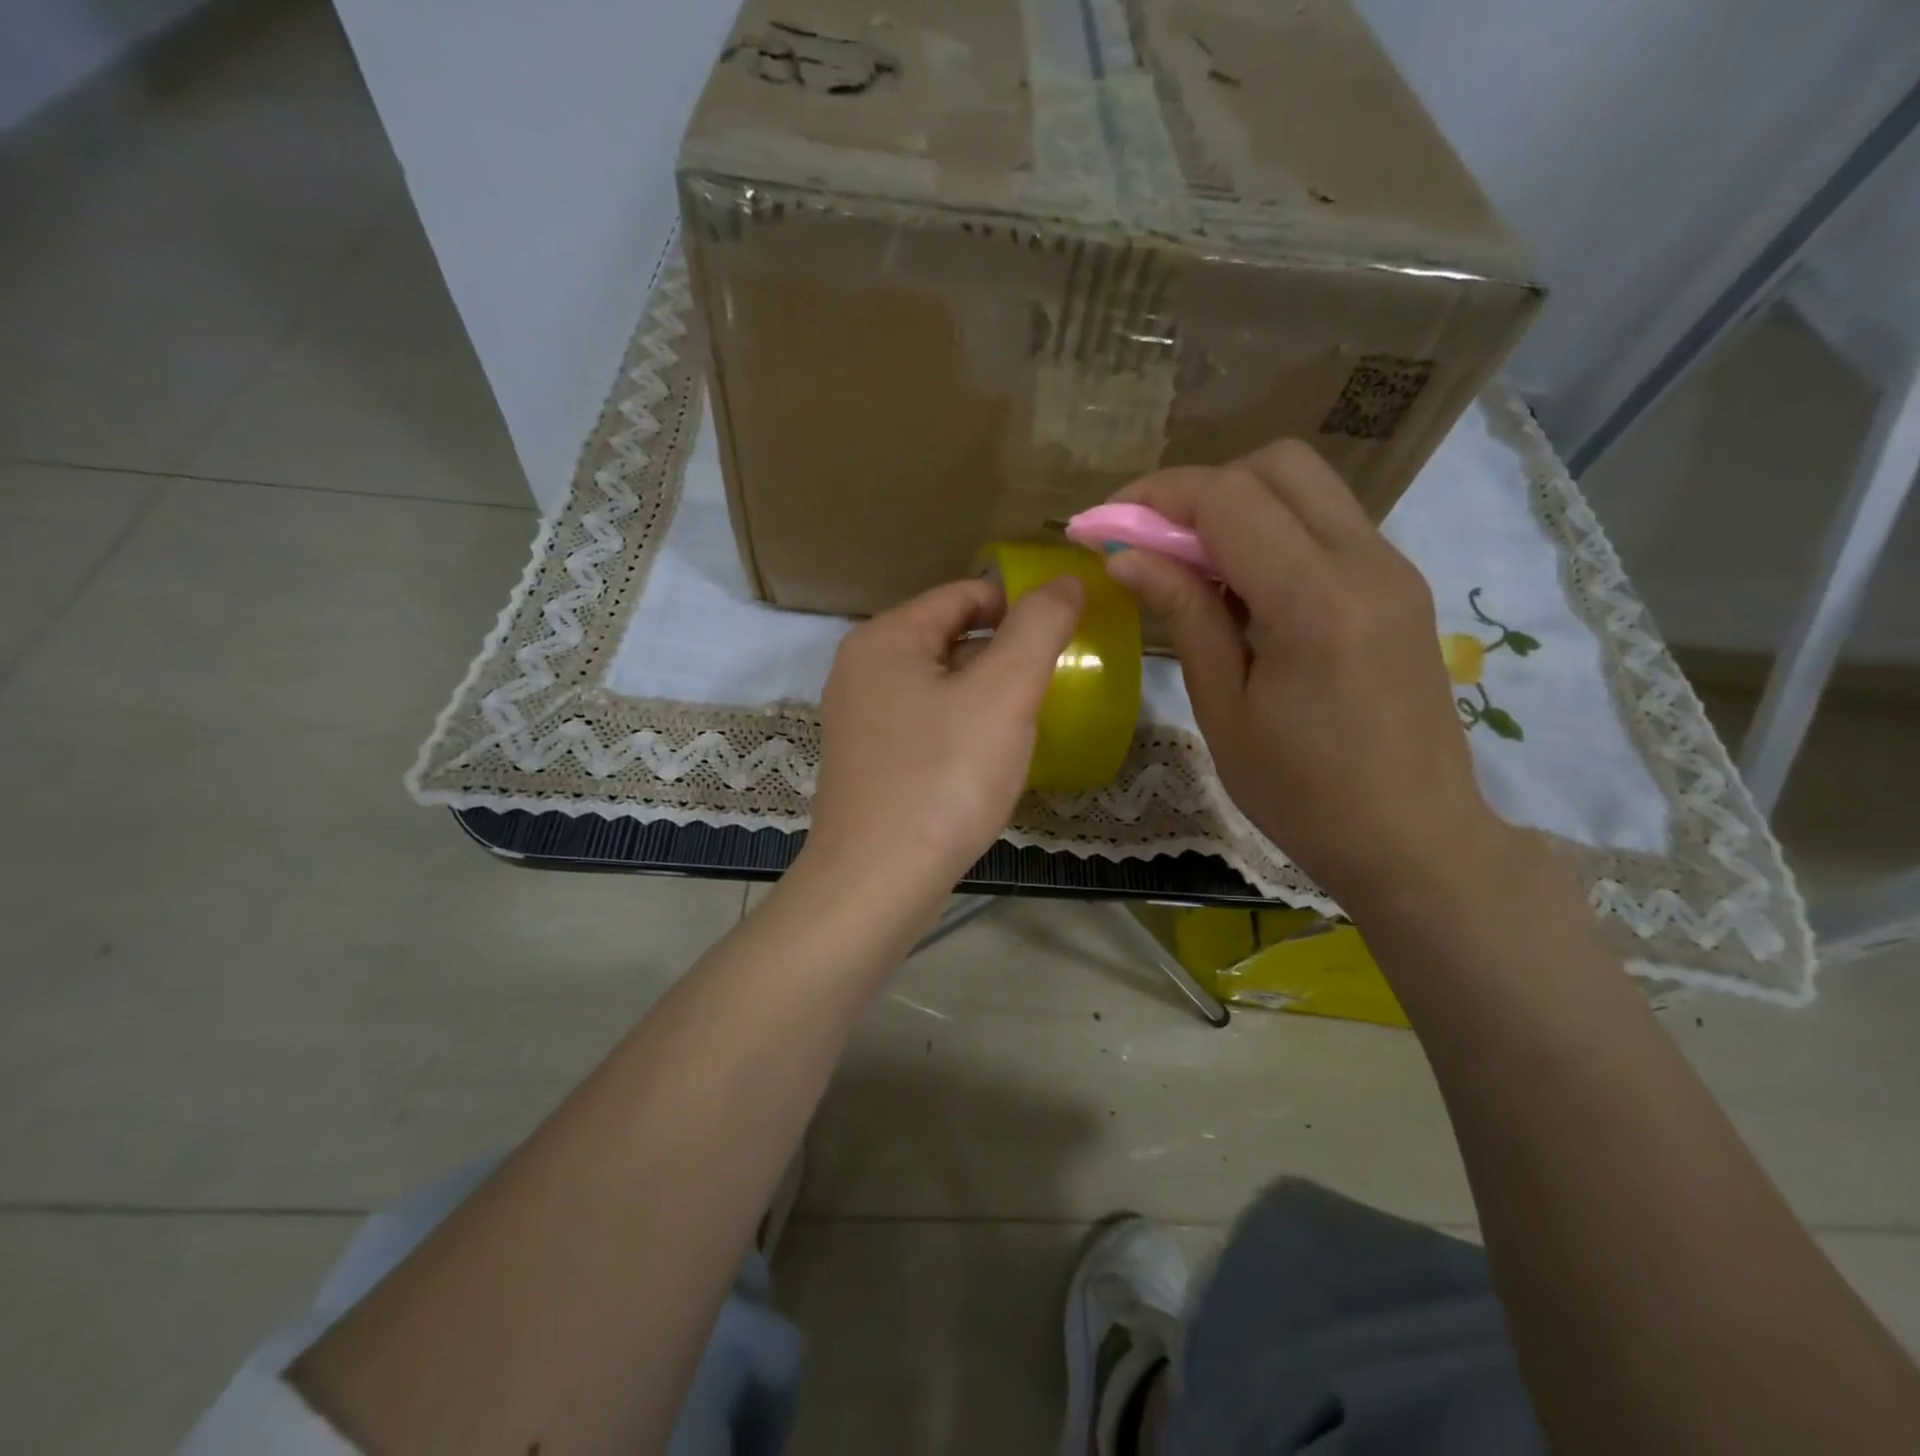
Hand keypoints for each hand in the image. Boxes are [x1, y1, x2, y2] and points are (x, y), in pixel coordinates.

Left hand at [803, 575, 1084, 903]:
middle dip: (1003, 654)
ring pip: (936, 684)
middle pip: (948, 637)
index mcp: (886, 637)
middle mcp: (860, 668)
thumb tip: (1065, 581)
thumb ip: (1038, 628)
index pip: (964, 594)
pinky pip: (922, 724)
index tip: (1064, 635)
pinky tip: (984, 760)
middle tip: (1049, 685)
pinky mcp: (864, 762)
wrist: (876, 882)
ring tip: (1025, 722)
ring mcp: (856, 718)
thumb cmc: (943, 778)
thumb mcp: (1004, 693)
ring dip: (983, 694)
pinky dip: (958, 728)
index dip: (1019, 606)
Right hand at [1103, 439, 1507, 905]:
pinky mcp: (1398, 585)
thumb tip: (1126, 557)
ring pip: (1306, 486)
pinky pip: (1327, 523)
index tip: (1102, 525)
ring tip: (1190, 566)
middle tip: (1152, 543)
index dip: (1154, 497)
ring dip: (1237, 505)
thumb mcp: (1225, 709)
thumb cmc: (1303, 794)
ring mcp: (1393, 568)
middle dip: (1199, 489)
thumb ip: (1184, 615)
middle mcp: (1366, 562)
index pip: (1228, 499)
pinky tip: (1241, 587)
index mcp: (1316, 601)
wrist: (1414, 839)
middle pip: (1276, 465)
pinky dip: (1272, 530)